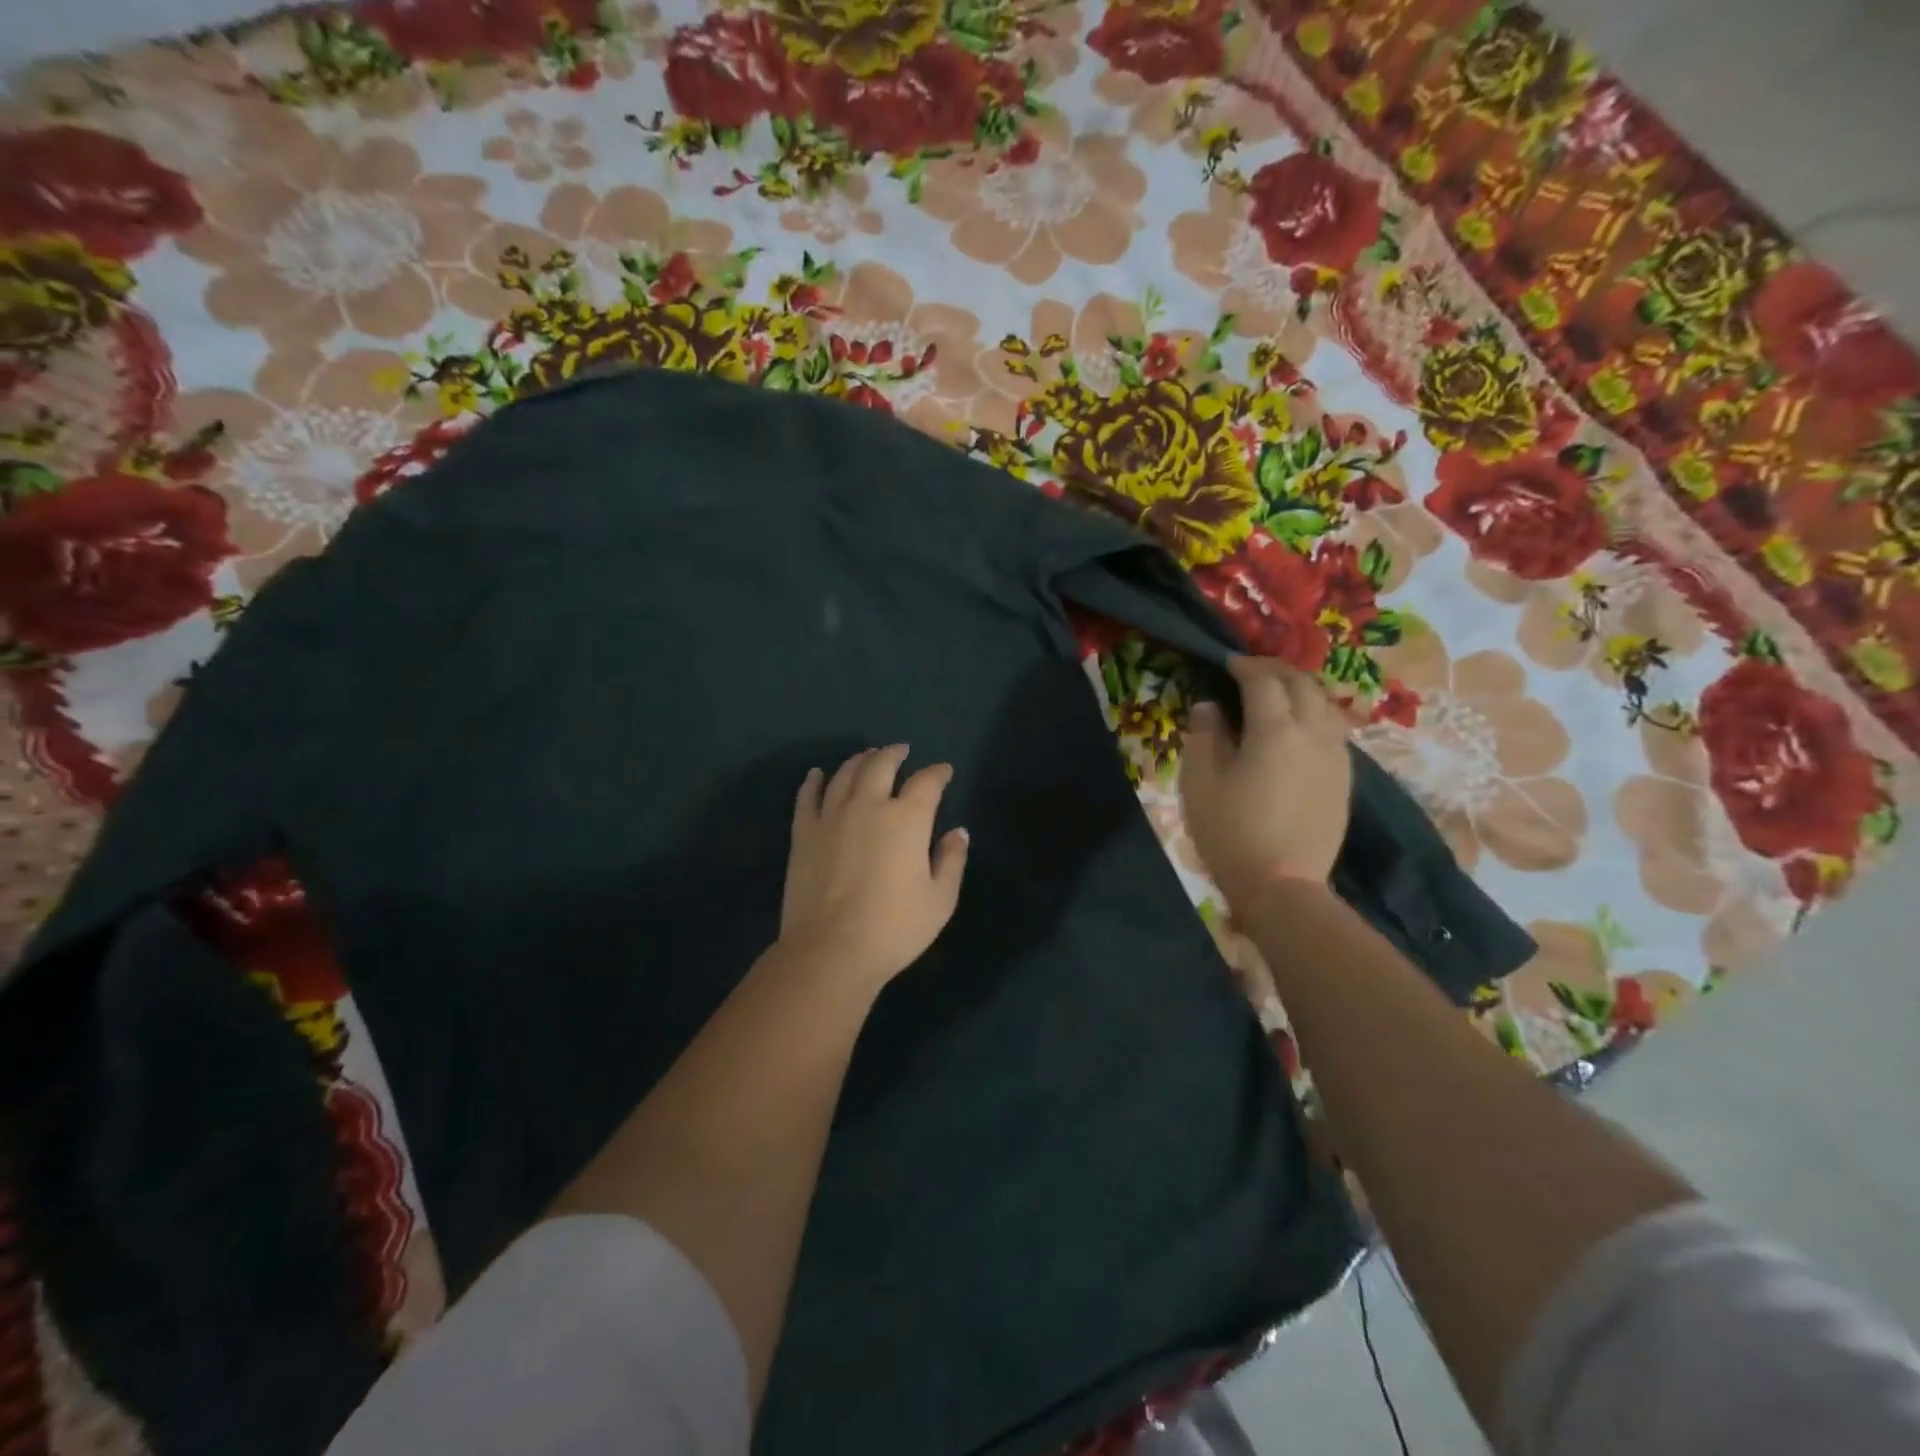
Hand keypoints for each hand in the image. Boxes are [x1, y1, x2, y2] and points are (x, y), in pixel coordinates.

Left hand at [779, 745, 969, 993]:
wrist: (830, 950)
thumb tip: (958, 831)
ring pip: (845, 774)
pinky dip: (813, 781)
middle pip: (881, 765)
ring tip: (867, 756)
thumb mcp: (940, 900)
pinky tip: (817, 773)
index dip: (938, 772)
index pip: (926, 782)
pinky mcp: (804, 832)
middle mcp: (868, 805)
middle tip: (901, 750)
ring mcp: (831, 816)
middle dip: (894, 753)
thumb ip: (952, 860)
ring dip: (859, 760)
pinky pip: (807, 796)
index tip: (944, 771)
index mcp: (906, 819)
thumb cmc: (893, 928)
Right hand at [1179, 657, 1351, 908]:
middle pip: (1301, 683)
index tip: (1226, 663)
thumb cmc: (1231, 832)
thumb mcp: (1200, 782)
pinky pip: (1333, 728)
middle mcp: (1313, 732)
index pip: (1263, 680)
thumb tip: (1210, 707)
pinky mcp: (1344, 777)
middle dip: (1274, 670)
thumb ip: (1204, 735)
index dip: (1243, 666)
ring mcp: (1335, 755)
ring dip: (1299, 688)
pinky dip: (1313, 713)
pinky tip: (1297, 727)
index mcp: (1276, 729)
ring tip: (1275, 693)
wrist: (1283, 885)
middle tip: (1248, 671)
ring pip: (1324, 703)